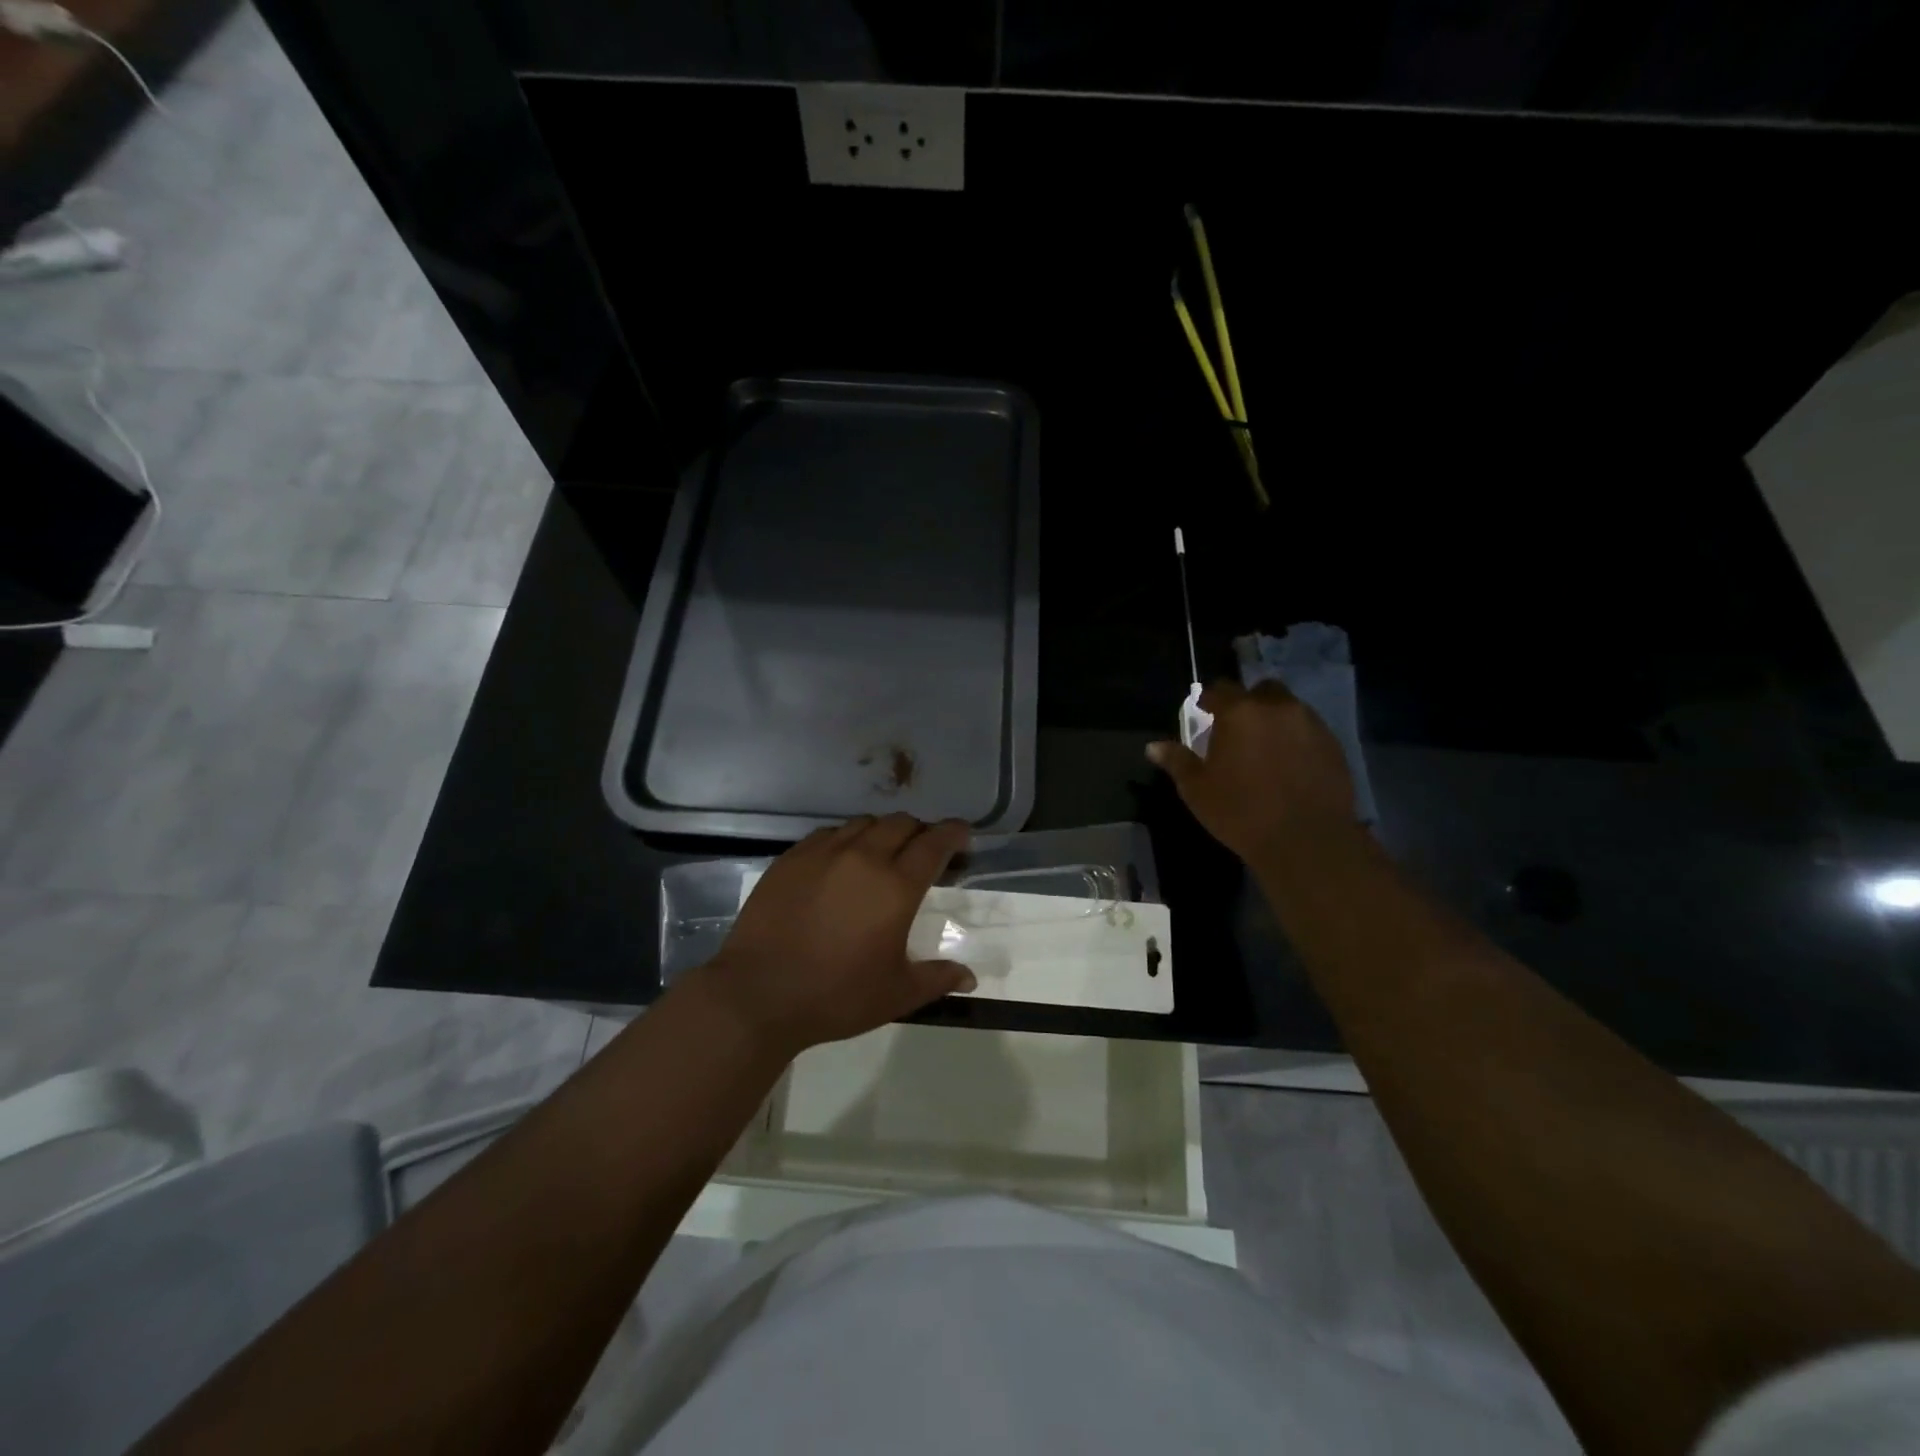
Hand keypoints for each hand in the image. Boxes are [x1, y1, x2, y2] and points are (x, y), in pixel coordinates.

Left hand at [688, 814, 976, 1060]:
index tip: (962, 835)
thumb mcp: (896, 994)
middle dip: (919, 831)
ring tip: (881, 854)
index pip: (934, 843)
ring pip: (864, 823)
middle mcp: (863, 858)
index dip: (953, 833)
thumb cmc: (836, 996)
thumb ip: (937, 979)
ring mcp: (823, 853)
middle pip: (901, 824)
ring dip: (882, 832)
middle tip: (923, 851)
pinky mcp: (791, 858)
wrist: (759, 994)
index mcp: (896, 886)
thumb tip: (969, 978)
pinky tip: (840, 861)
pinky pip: (828, 833)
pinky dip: (845, 839)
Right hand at [1148, 679, 1355, 862]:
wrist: (1306, 840)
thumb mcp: (1197, 789)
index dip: (1209, 699)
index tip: (1203, 712)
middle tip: (1237, 729)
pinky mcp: (1333, 745)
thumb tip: (1153, 746)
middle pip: (1260, 690)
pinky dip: (1296, 739)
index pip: (1219, 689)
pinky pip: (1309, 730)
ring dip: (1274, 719)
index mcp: (1240, 712)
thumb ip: (1177, 762)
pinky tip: (1289, 765)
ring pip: (1288, 708)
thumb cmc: (1241, 812)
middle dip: (1248, 703)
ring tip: (1265, 748)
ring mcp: (1310, 724)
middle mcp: (1277, 708)